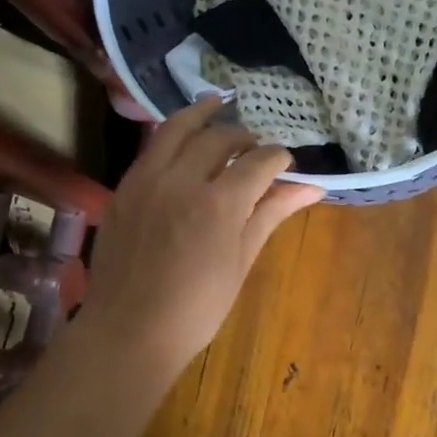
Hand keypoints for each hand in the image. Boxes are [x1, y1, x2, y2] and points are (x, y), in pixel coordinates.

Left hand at [80, 99, 322, 381]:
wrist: (129, 331)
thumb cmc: (197, 307)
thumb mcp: (242, 260)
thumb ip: (271, 214)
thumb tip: (312, 188)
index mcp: (219, 203)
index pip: (258, 161)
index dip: (278, 158)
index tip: (286, 165)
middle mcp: (182, 180)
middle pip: (219, 138)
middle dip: (244, 138)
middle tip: (255, 150)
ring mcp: (147, 180)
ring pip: (177, 129)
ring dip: (203, 115)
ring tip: (219, 104)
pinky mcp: (124, 188)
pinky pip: (151, 147)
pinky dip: (172, 135)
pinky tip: (183, 139)